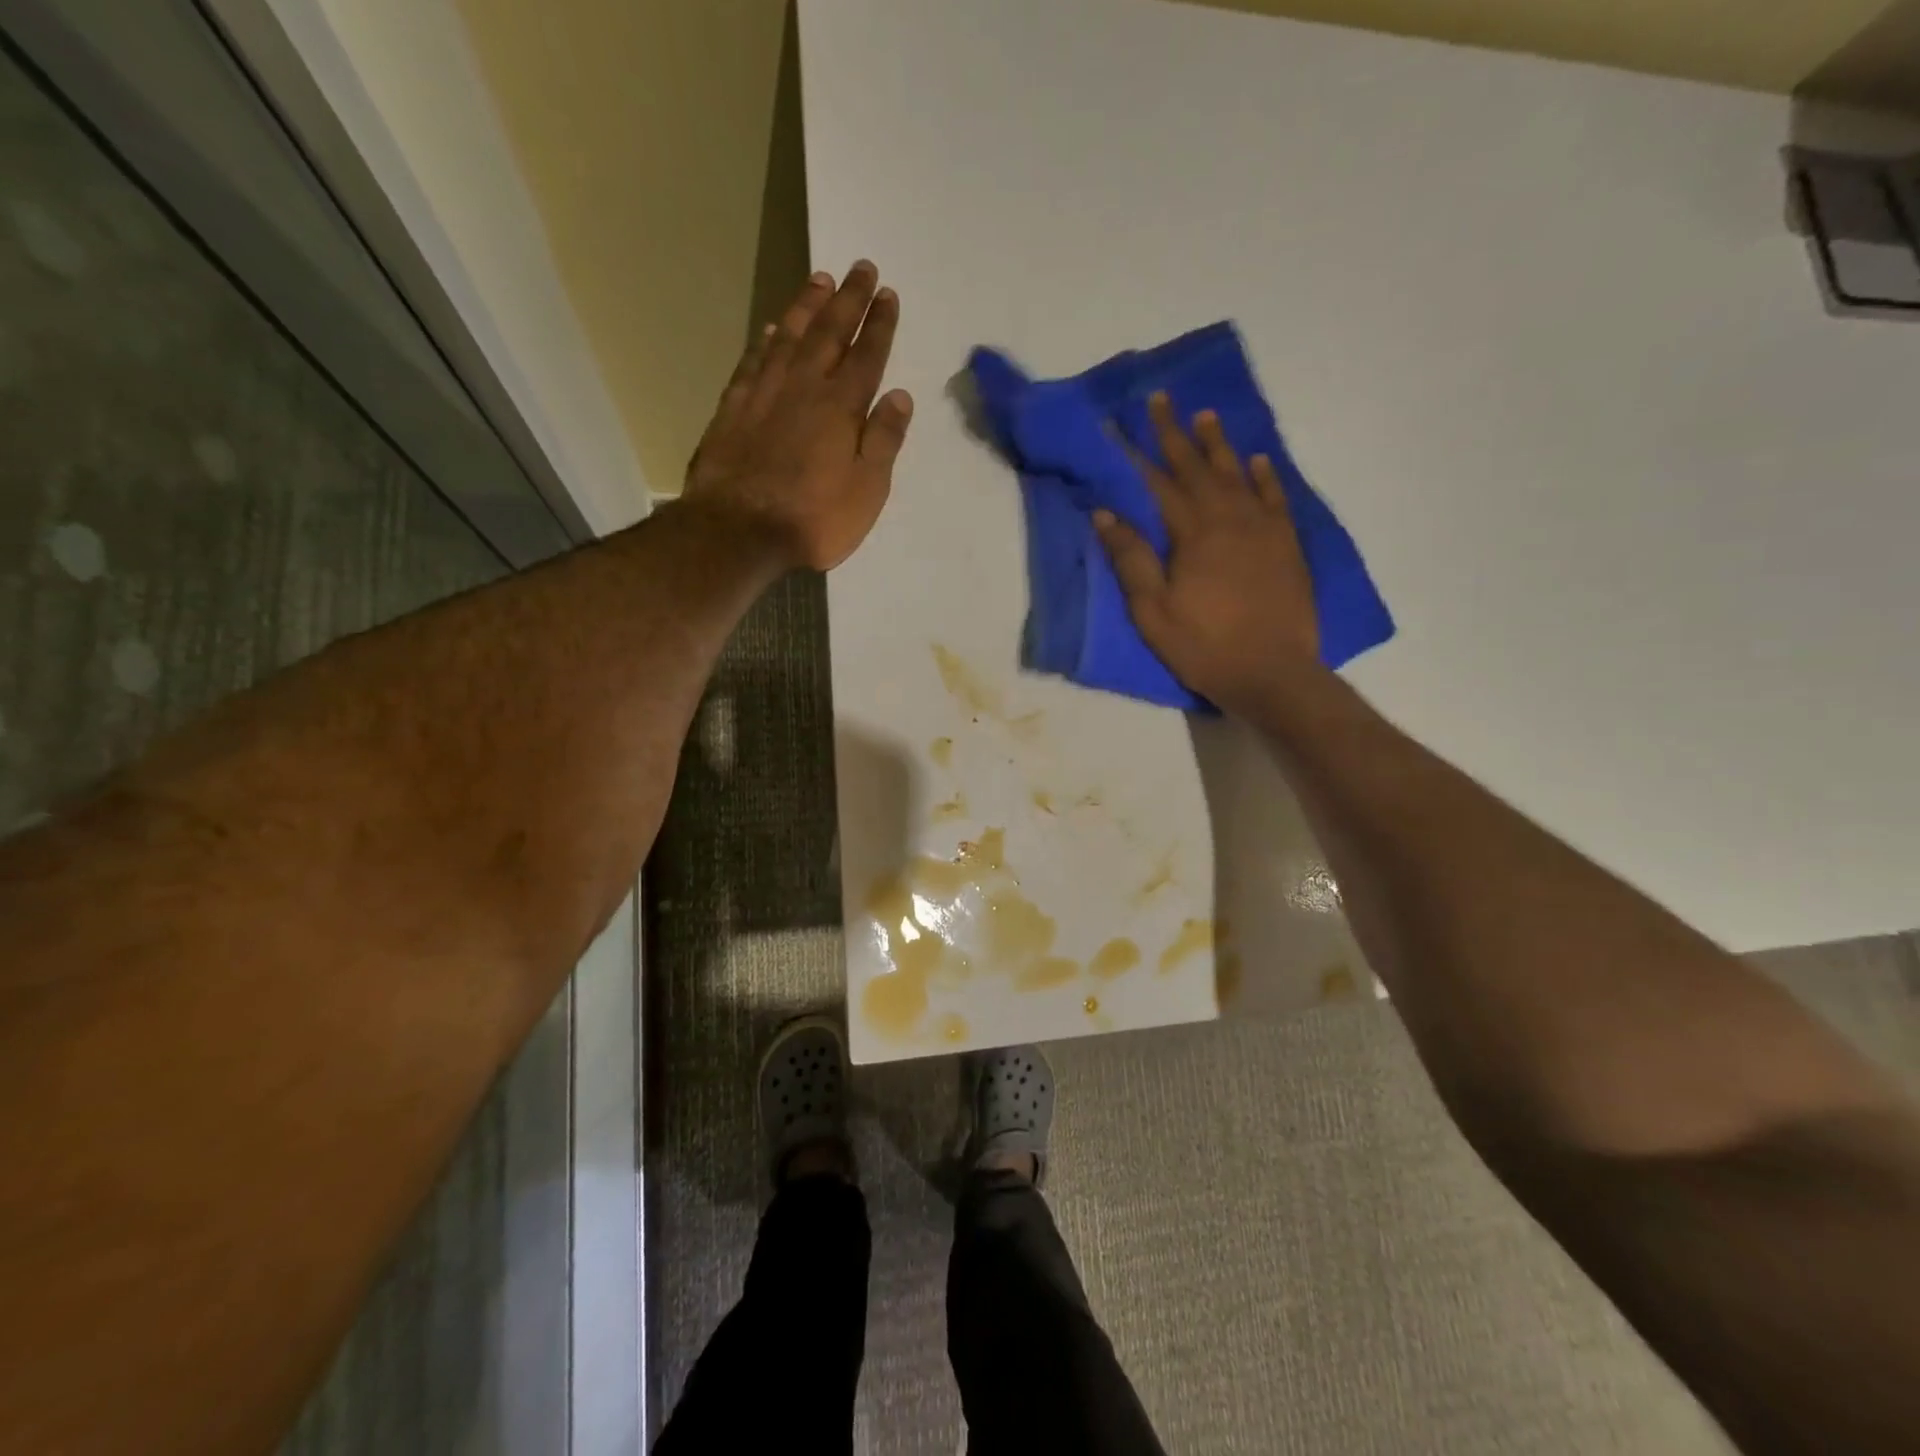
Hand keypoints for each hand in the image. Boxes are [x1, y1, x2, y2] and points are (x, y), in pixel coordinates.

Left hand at [683, 261, 911, 571]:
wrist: (737, 531)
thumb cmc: (813, 519)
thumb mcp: (866, 490)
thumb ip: (884, 441)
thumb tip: (900, 395)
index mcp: (841, 408)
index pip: (866, 356)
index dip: (880, 324)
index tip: (888, 294)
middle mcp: (803, 388)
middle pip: (829, 333)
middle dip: (848, 299)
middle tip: (861, 266)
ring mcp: (764, 395)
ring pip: (790, 338)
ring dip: (807, 307)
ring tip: (820, 279)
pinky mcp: (734, 409)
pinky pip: (754, 362)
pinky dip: (766, 341)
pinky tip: (774, 329)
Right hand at [1094, 393, 1320, 713]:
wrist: (1272, 672)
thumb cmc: (1203, 646)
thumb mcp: (1153, 611)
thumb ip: (1131, 560)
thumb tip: (1105, 513)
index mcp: (1193, 534)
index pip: (1160, 482)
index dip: (1140, 451)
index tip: (1124, 421)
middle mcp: (1229, 519)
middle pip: (1199, 468)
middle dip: (1177, 433)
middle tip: (1163, 399)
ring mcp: (1263, 529)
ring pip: (1238, 475)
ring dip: (1220, 445)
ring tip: (1207, 415)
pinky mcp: (1286, 544)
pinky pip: (1275, 498)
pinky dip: (1265, 476)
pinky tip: (1258, 460)